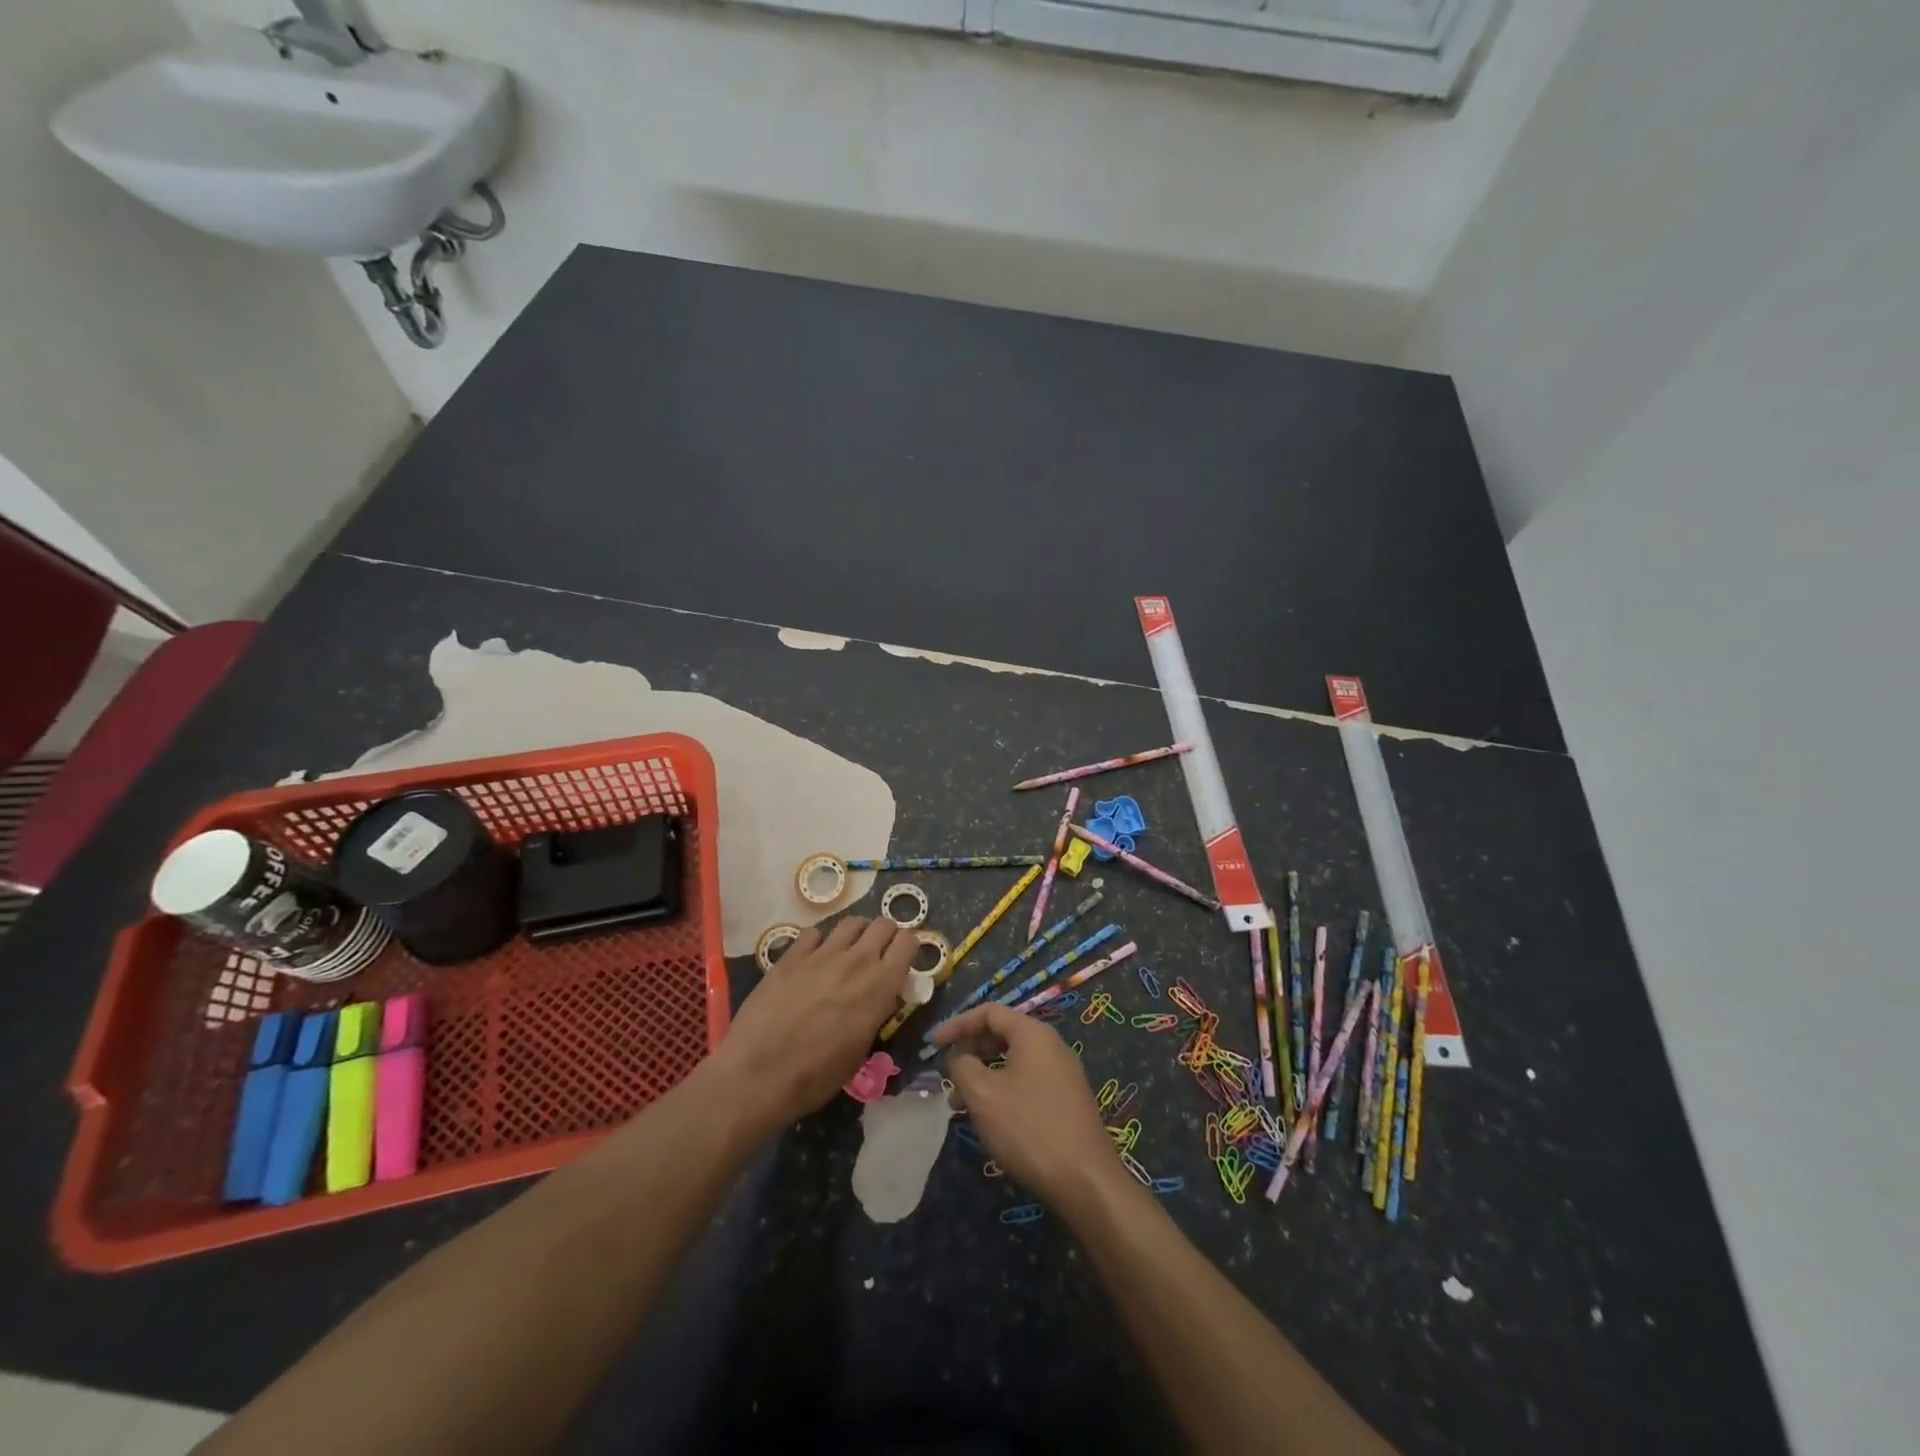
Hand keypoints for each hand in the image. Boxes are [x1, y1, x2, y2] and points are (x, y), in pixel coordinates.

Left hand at [711, 915, 916, 1128]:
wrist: (758, 1075)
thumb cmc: (816, 1076)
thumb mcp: (860, 1050)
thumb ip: (874, 1013)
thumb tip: (877, 999)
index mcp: (880, 986)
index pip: (908, 943)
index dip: (908, 948)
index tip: (902, 961)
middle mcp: (856, 961)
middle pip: (883, 924)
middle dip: (886, 935)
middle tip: (878, 954)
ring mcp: (821, 954)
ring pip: (851, 923)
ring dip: (856, 934)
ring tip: (848, 951)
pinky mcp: (791, 956)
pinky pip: (814, 934)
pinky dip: (819, 942)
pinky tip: (813, 959)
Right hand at [933, 1001, 1123, 1210]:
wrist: (1085, 1180)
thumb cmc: (1028, 1128)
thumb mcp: (983, 1094)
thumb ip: (963, 1066)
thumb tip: (959, 1057)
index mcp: (1033, 1033)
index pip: (989, 1012)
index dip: (957, 1024)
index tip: (933, 1045)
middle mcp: (1051, 1045)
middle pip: (1002, 1034)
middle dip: (970, 1052)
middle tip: (948, 1078)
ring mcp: (1063, 1073)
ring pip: (1013, 1062)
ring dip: (983, 1076)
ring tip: (961, 1106)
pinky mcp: (1067, 1100)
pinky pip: (1027, 1082)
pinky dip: (1002, 1091)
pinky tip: (990, 1119)